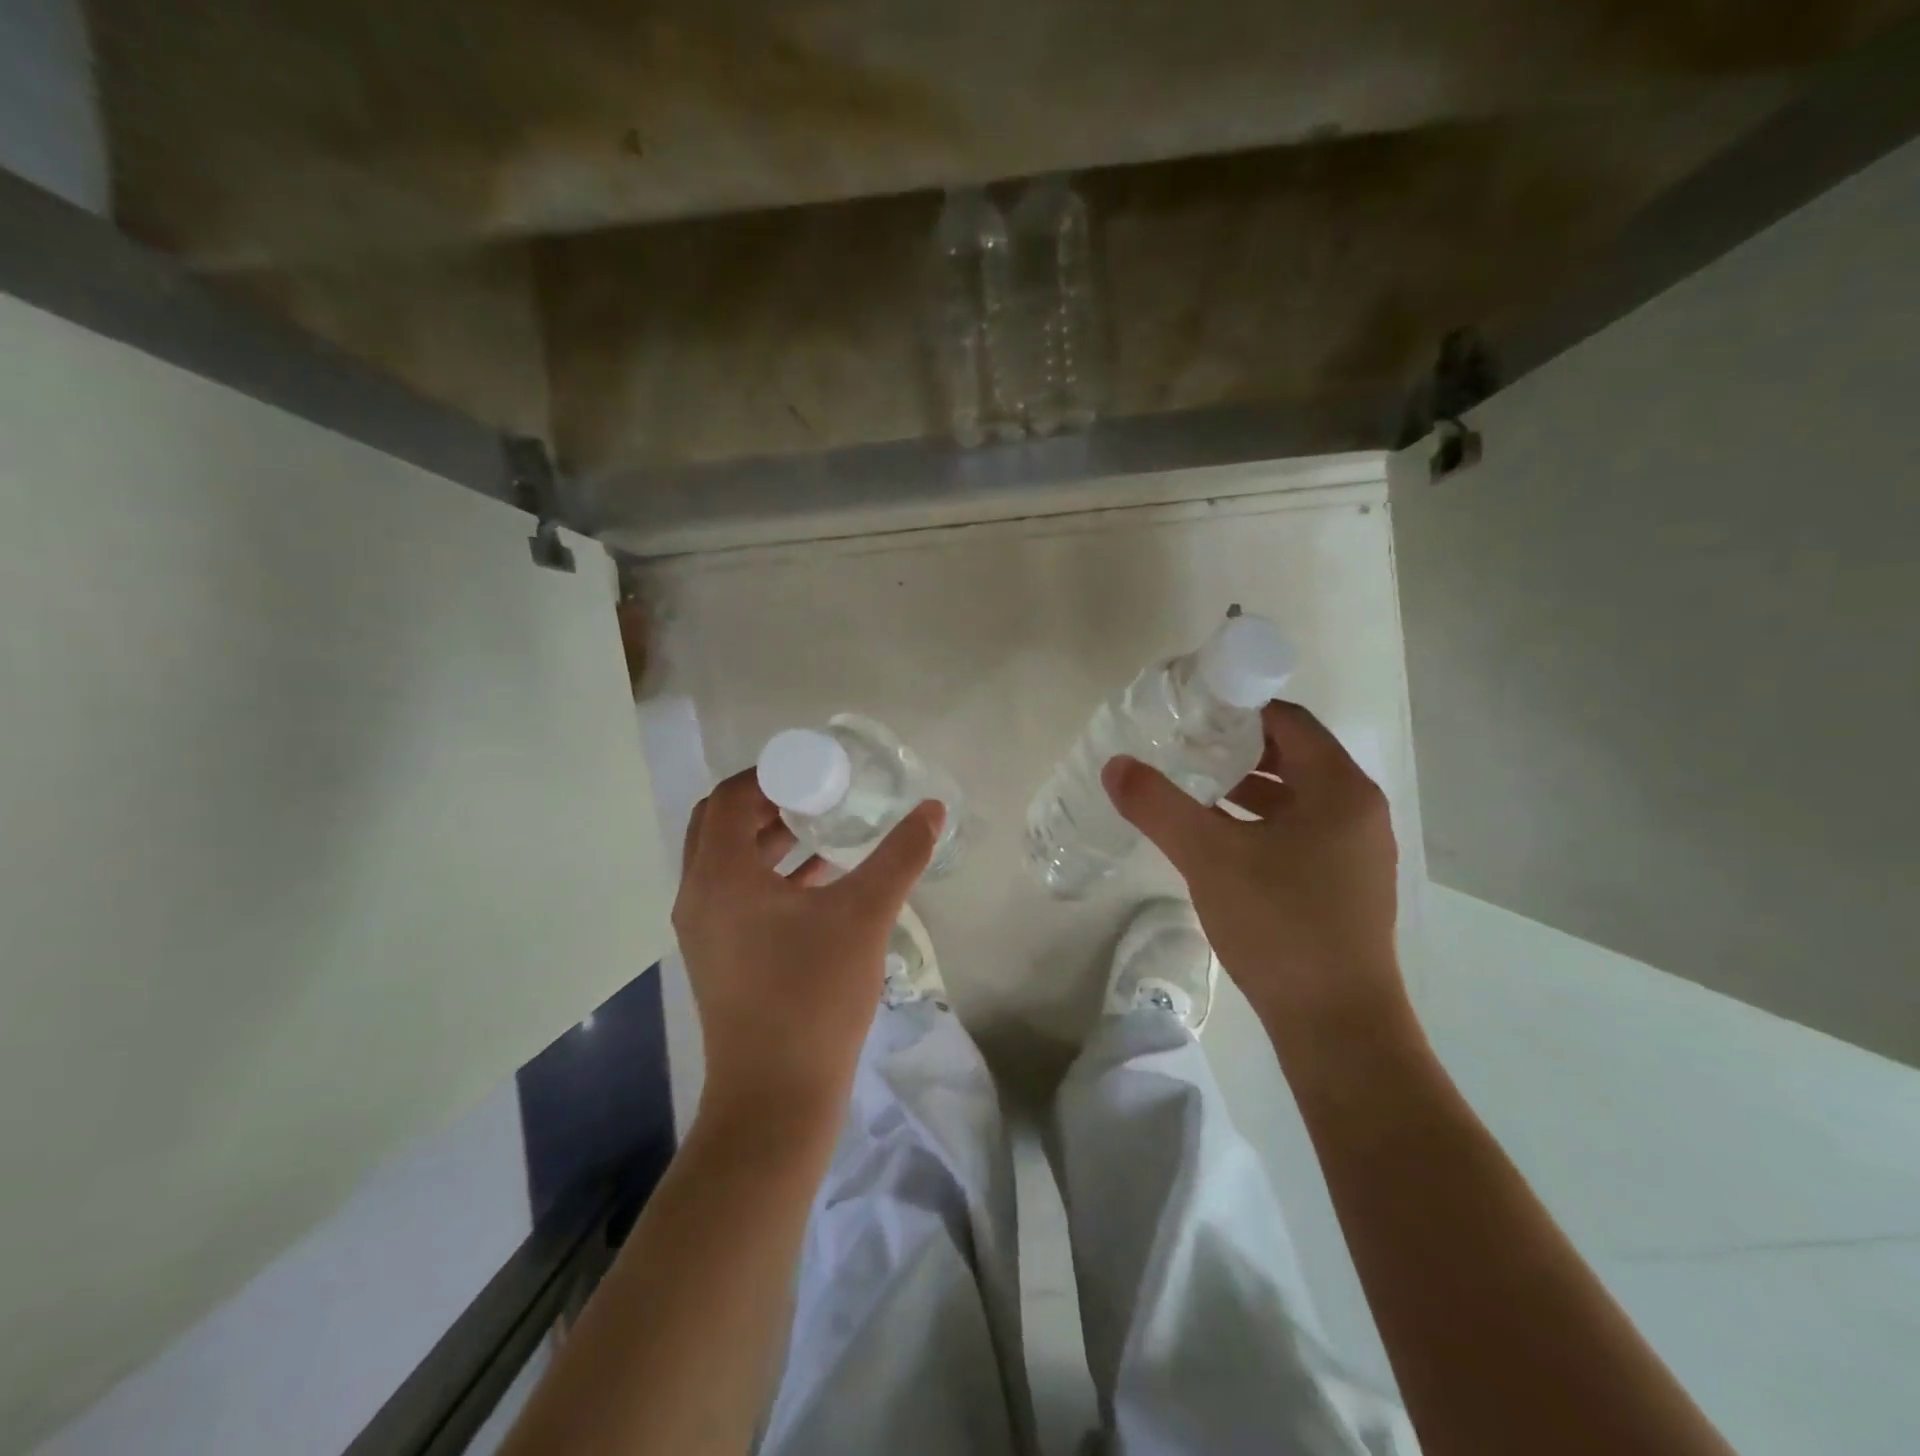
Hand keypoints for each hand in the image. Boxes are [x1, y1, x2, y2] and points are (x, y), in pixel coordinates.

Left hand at [672, 769, 943, 1132]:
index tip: (816, 770)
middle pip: (722, 824)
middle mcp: (699, 895)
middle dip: (769, 802)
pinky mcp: (719, 957)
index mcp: (720, 875)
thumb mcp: (864, 915)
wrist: (776, 1098)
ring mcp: (704, 930)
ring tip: (826, 827)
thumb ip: (900, 855)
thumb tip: (932, 809)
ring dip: (771, 839)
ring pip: (729, 862)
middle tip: (819, 792)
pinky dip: (772, 875)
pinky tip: (823, 880)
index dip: (771, 774)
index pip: (731, 797)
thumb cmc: (813, 996)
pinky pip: (737, 895)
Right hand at [1102, 702, 1408, 1065]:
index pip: (1288, 721)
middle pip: (1293, 756)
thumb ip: (1159, 805)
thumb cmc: (1279, 925)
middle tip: (1182, 745)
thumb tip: (1114, 765)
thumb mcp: (1208, 857)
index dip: (1238, 708)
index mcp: (1340, 789)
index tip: (1189, 710)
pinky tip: (1217, 837)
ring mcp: (1356, 850)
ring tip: (1191, 786)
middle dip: (1236, 747)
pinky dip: (1259, 822)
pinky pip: (1299, 830)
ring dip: (1246, 786)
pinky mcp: (1345, 884)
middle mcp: (1358, 810)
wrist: (1336, 1025)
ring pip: (1295, 797)